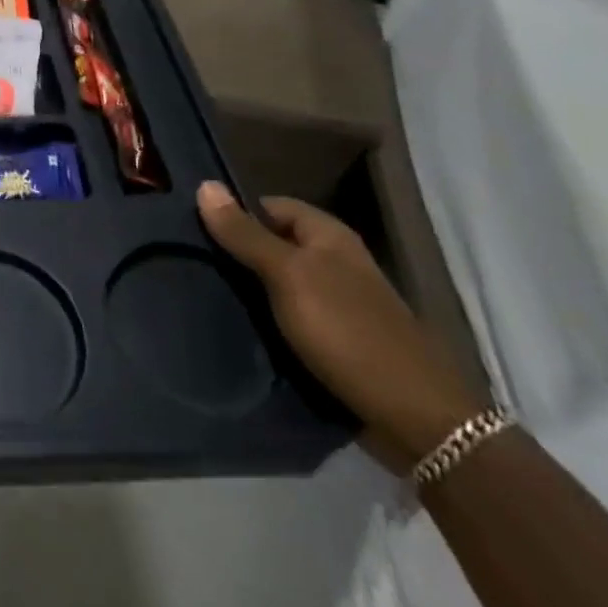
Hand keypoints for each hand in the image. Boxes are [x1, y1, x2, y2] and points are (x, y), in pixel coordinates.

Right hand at [197, 181, 485, 470]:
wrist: (417, 422)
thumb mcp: (288, 275)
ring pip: (277, 283)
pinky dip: (264, 321)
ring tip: (202, 292)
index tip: (191, 226)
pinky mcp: (334, 340)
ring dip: (247, 290)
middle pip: (271, 243)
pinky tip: (235, 327)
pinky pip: (288, 317)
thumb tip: (205, 184)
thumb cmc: (348, 332)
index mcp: (328, 235)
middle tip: (190, 261)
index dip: (233, 211)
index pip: (268, 205)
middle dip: (235, 252)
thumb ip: (245, 233)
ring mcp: (336, 303)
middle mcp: (334, 262)